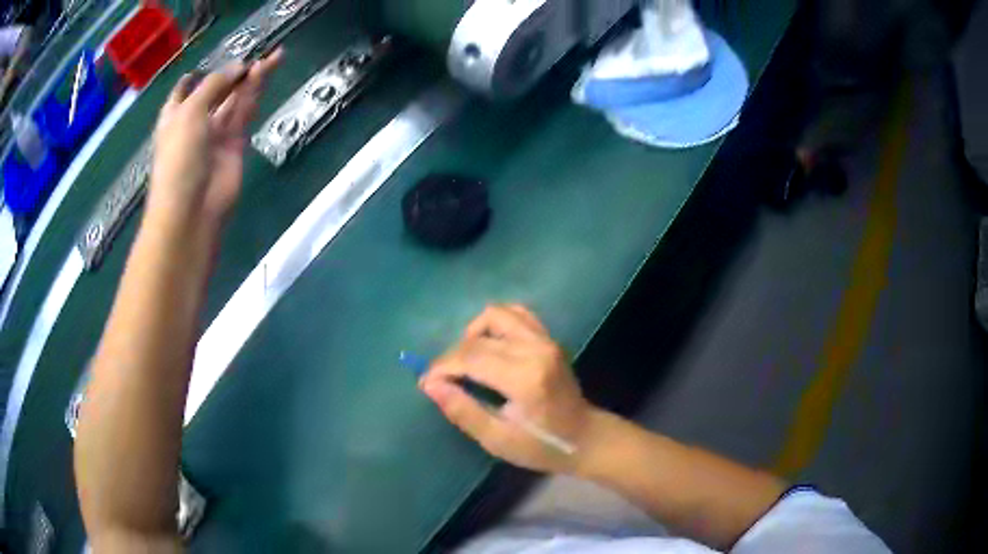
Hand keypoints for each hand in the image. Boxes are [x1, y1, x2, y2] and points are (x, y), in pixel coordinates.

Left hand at [148, 50, 282, 226]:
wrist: (192, 208)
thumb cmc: (179, 157)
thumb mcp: (190, 112)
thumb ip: (214, 85)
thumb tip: (240, 66)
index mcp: (175, 115)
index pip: (182, 93)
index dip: (191, 79)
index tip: (199, 68)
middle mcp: (195, 122)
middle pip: (215, 91)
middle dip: (232, 73)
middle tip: (254, 53)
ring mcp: (215, 134)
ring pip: (235, 99)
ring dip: (251, 79)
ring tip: (273, 56)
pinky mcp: (235, 144)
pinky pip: (245, 113)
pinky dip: (255, 94)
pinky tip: (265, 75)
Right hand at [421, 304, 598, 473]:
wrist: (585, 437)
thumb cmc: (541, 446)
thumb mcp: (497, 439)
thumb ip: (463, 410)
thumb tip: (430, 385)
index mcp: (525, 378)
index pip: (470, 357)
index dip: (441, 367)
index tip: (426, 383)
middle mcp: (535, 349)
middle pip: (478, 338)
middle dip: (451, 356)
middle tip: (442, 380)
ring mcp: (545, 339)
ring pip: (496, 315)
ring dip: (473, 334)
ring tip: (466, 361)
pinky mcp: (549, 337)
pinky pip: (516, 314)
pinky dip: (495, 324)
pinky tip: (488, 345)